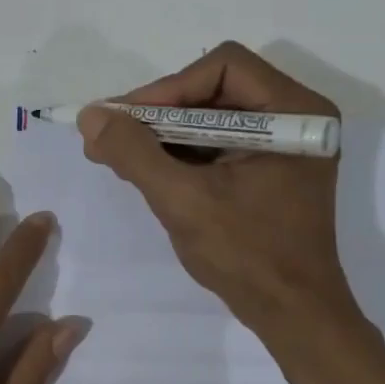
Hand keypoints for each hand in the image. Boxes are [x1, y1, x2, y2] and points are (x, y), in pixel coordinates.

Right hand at [78, 42, 361, 339]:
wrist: (292, 315)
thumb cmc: (247, 255)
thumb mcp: (183, 200)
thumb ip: (135, 153)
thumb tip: (90, 116)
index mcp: (293, 112)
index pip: (222, 68)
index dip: (167, 89)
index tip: (125, 121)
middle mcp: (294, 117)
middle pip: (214, 90)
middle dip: (159, 114)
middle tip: (112, 136)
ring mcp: (282, 145)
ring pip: (210, 117)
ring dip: (163, 135)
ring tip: (117, 155)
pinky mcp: (267, 169)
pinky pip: (215, 144)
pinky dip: (179, 154)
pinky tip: (144, 170)